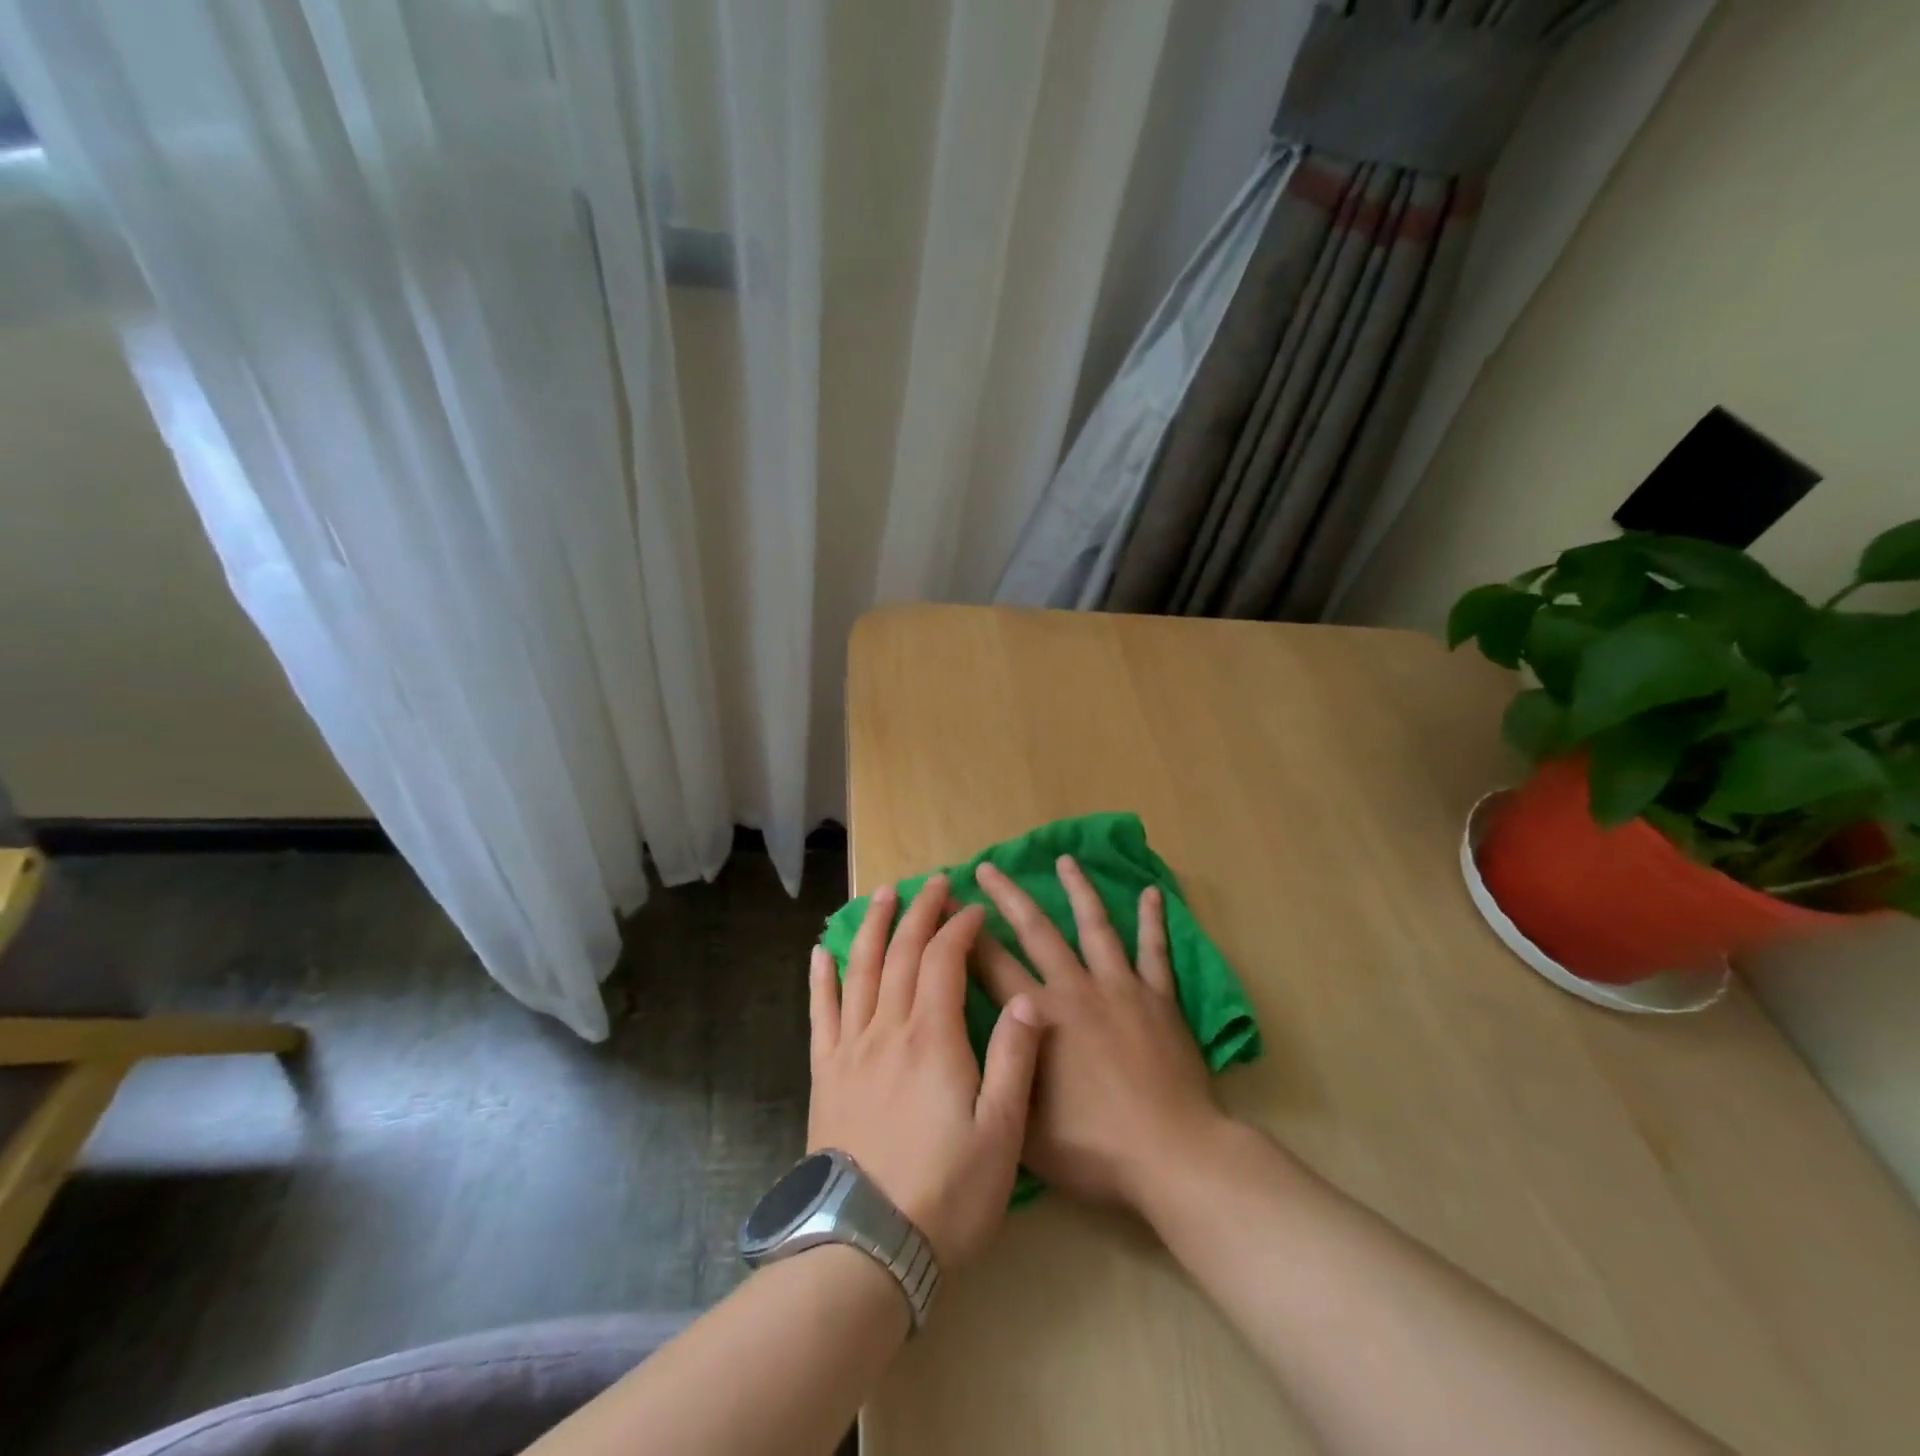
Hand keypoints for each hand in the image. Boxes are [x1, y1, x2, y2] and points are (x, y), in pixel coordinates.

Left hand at [808, 874, 1044, 1269]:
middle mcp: (887, 1029)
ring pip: (861, 970)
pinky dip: (822, 978)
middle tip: (933, 882)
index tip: (974, 909)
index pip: (944, 960)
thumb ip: (1014, 1058)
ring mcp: (850, 1049)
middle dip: (919, 912)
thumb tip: (1027, 997)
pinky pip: (820, 1013)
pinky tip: (822, 952)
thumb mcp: (1001, 1132)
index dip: (960, 928)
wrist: (865, 1247)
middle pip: (902, 953)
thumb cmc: (946, 1192)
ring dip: (873, 927)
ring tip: (882, 895)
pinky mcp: (825, 1073)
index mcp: (932, 1037)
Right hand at [970, 856, 1226, 1213]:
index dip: (962, 933)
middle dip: (1007, 896)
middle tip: (987, 866)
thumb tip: (970, 1038)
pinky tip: (1152, 893)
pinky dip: (1153, 921)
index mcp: (1038, 1017)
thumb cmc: (1094, 1148)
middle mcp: (1075, 989)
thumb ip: (997, 1075)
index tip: (945, 904)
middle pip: (1035, 930)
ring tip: (1065, 860)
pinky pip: (1155, 951)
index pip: (990, 964)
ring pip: (1095, 926)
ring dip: (1078, 890)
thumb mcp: (1024, 1126)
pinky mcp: (1159, 998)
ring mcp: (1120, 987)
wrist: (1172, 1156)